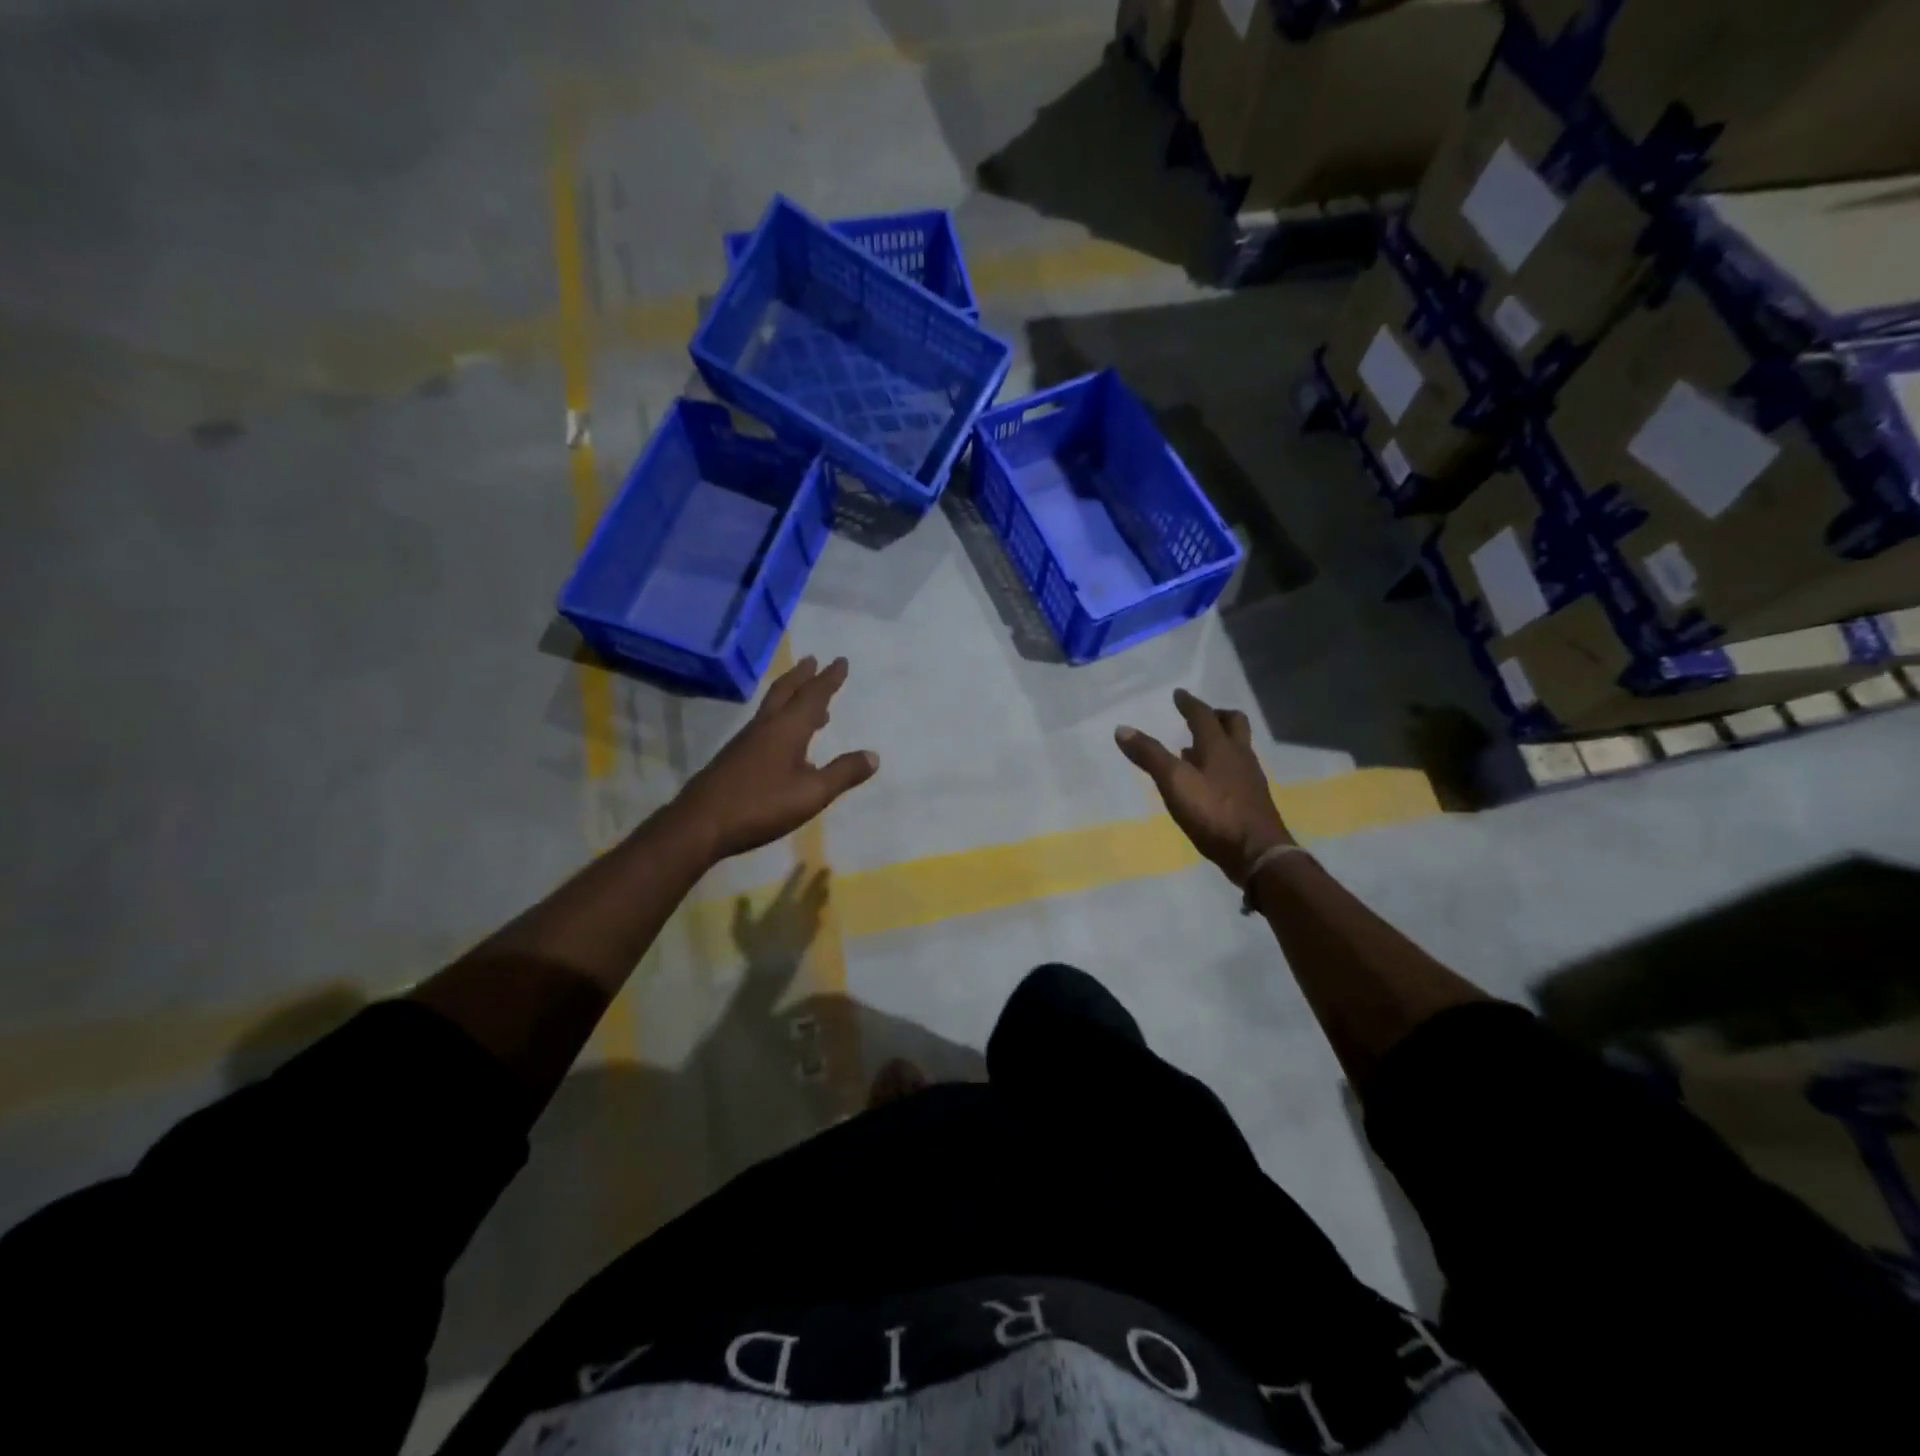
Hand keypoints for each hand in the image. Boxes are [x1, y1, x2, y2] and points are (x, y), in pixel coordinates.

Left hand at [671, 656, 878, 861]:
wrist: (701, 824)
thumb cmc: (761, 805)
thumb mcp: (812, 793)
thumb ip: (843, 773)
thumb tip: (873, 755)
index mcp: (787, 729)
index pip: (813, 696)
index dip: (829, 679)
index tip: (840, 661)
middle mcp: (765, 727)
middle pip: (785, 691)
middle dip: (801, 675)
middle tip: (812, 660)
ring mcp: (745, 741)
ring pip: (771, 707)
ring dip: (790, 696)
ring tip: (807, 700)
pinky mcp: (733, 757)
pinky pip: (763, 724)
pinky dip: (779, 718)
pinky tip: (783, 739)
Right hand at [1114, 688, 1293, 883]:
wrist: (1257, 853)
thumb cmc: (1213, 812)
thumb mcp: (1174, 782)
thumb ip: (1150, 755)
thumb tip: (1122, 728)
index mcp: (1220, 746)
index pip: (1203, 716)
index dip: (1189, 703)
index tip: (1179, 694)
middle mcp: (1239, 756)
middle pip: (1234, 724)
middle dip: (1217, 715)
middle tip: (1200, 716)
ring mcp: (1250, 778)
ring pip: (1237, 748)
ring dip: (1219, 742)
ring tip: (1196, 749)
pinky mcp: (1253, 799)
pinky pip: (1237, 770)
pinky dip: (1222, 766)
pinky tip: (1208, 782)